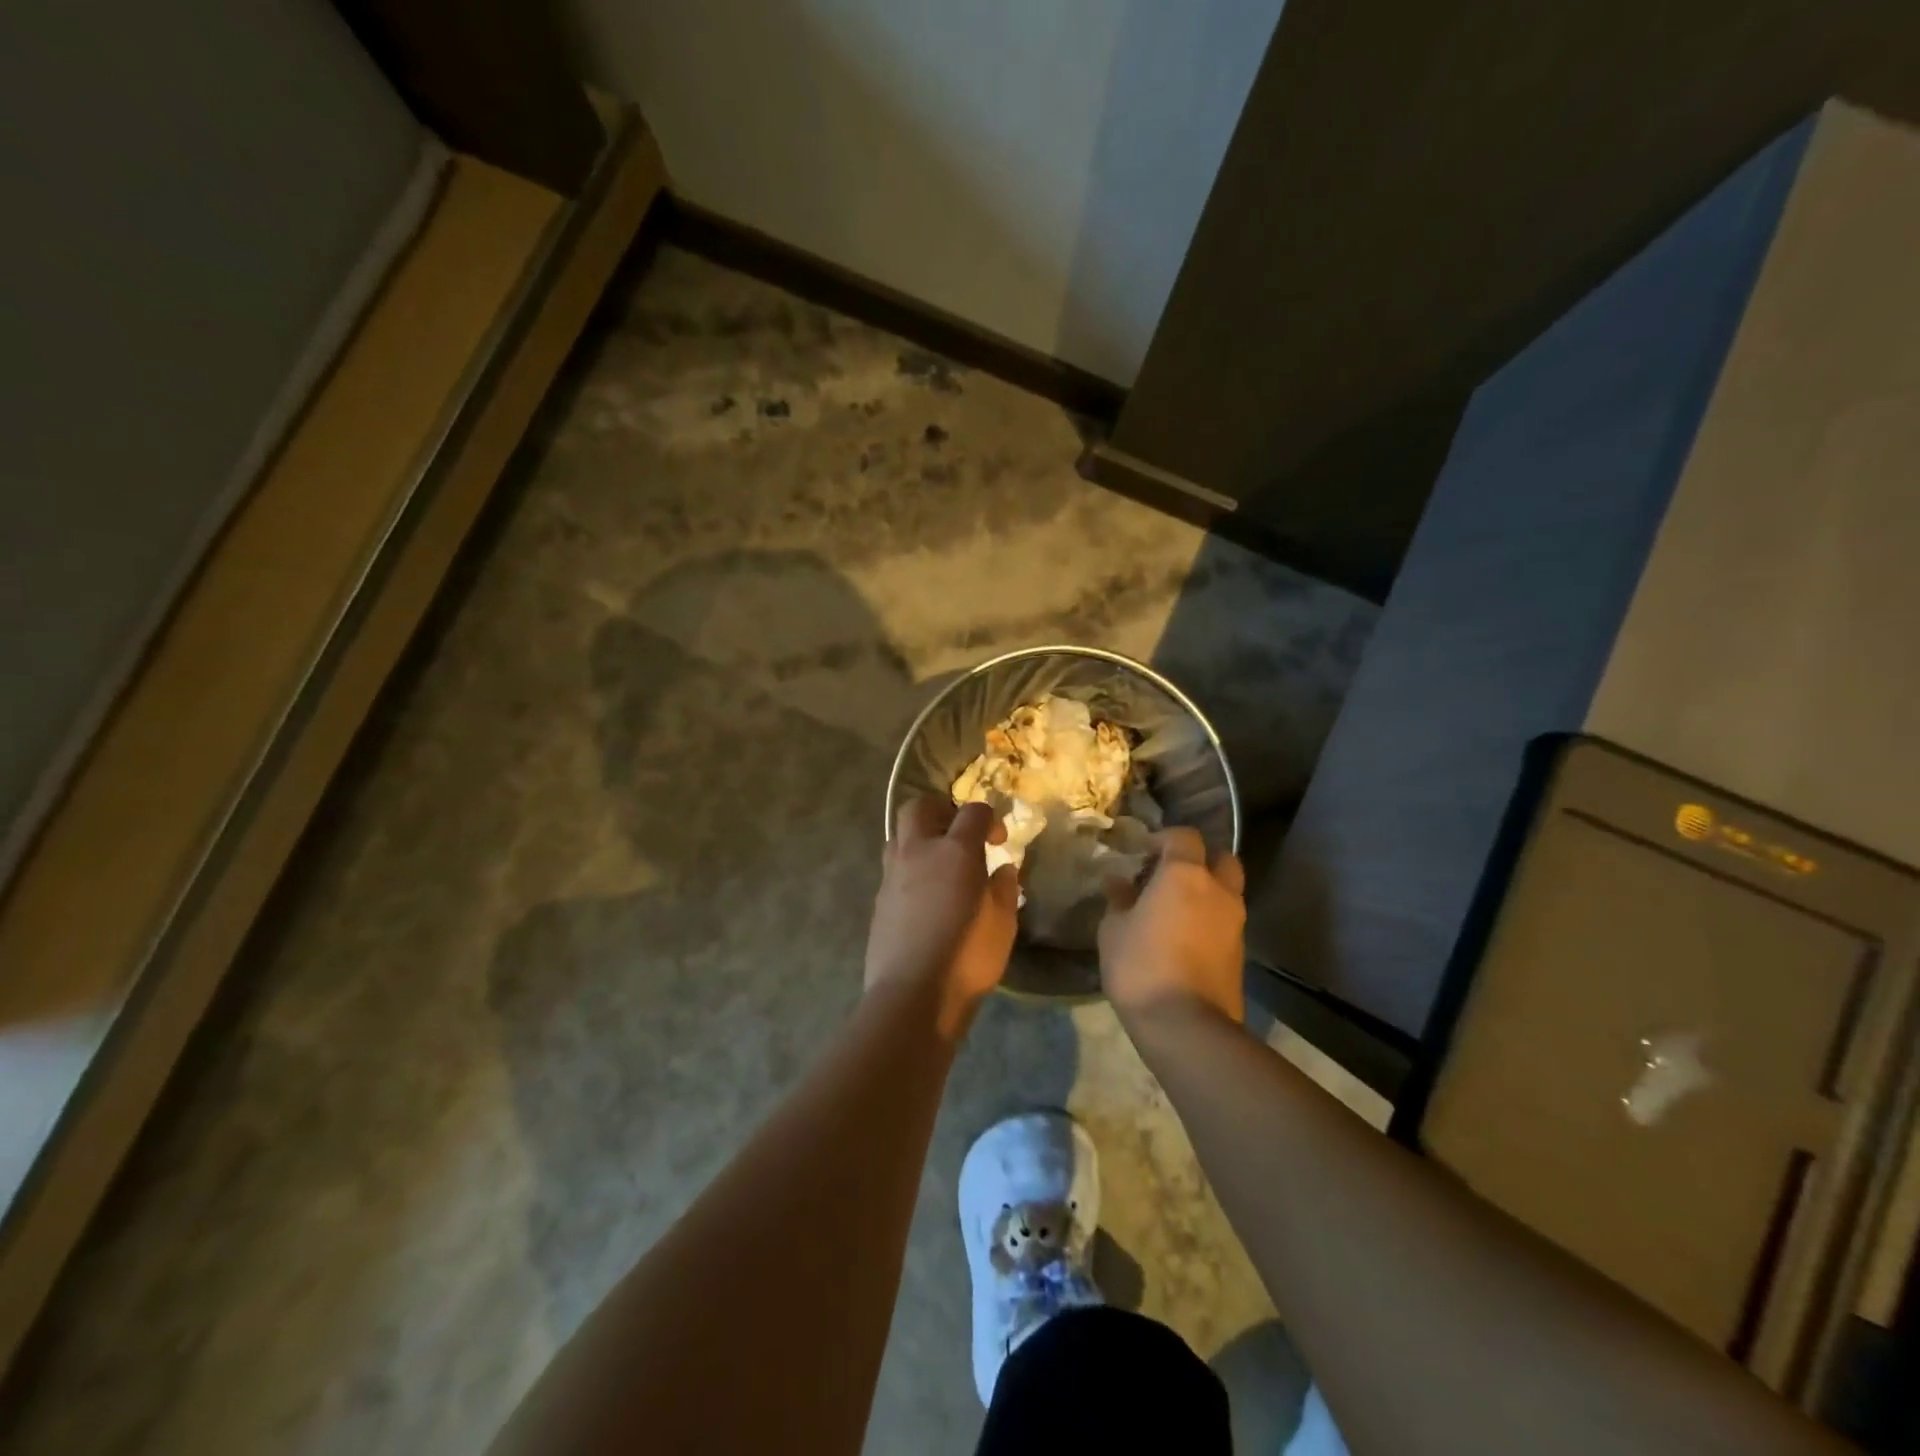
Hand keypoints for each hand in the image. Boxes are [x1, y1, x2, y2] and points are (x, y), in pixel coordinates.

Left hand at [865, 796, 1019, 1036]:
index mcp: (955, 851)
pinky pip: (893, 866)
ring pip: (899, 834)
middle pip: (921, 806)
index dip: (989, 818)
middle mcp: (918, 851)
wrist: (912, 995)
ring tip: (940, 863)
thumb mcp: (1003, 924)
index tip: (999, 842)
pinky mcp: (879, 898)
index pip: (973, 811)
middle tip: (960, 834)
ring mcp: (892, 874)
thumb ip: (1004, 889)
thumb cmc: (967, 958)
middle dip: (942, 811)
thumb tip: (1002, 869)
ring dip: (920, 837)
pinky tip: (925, 895)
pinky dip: (910, 867)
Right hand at [1098, 827, 1246, 1026]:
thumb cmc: (1141, 966)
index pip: (1185, 836)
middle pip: (1221, 858)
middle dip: (1199, 860)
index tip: (1143, 853)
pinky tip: (1185, 938)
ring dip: (1206, 891)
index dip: (1164, 839)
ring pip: (1227, 891)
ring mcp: (1235, 922)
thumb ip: (1118, 900)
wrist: (1187, 1026)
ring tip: (1175, 910)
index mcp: (1185, 875)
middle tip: (1170, 876)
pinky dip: (1210, 919)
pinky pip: (1227, 921)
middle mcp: (1218, 890)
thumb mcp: (1113, 930)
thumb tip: (1118, 882)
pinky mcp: (1241, 952)